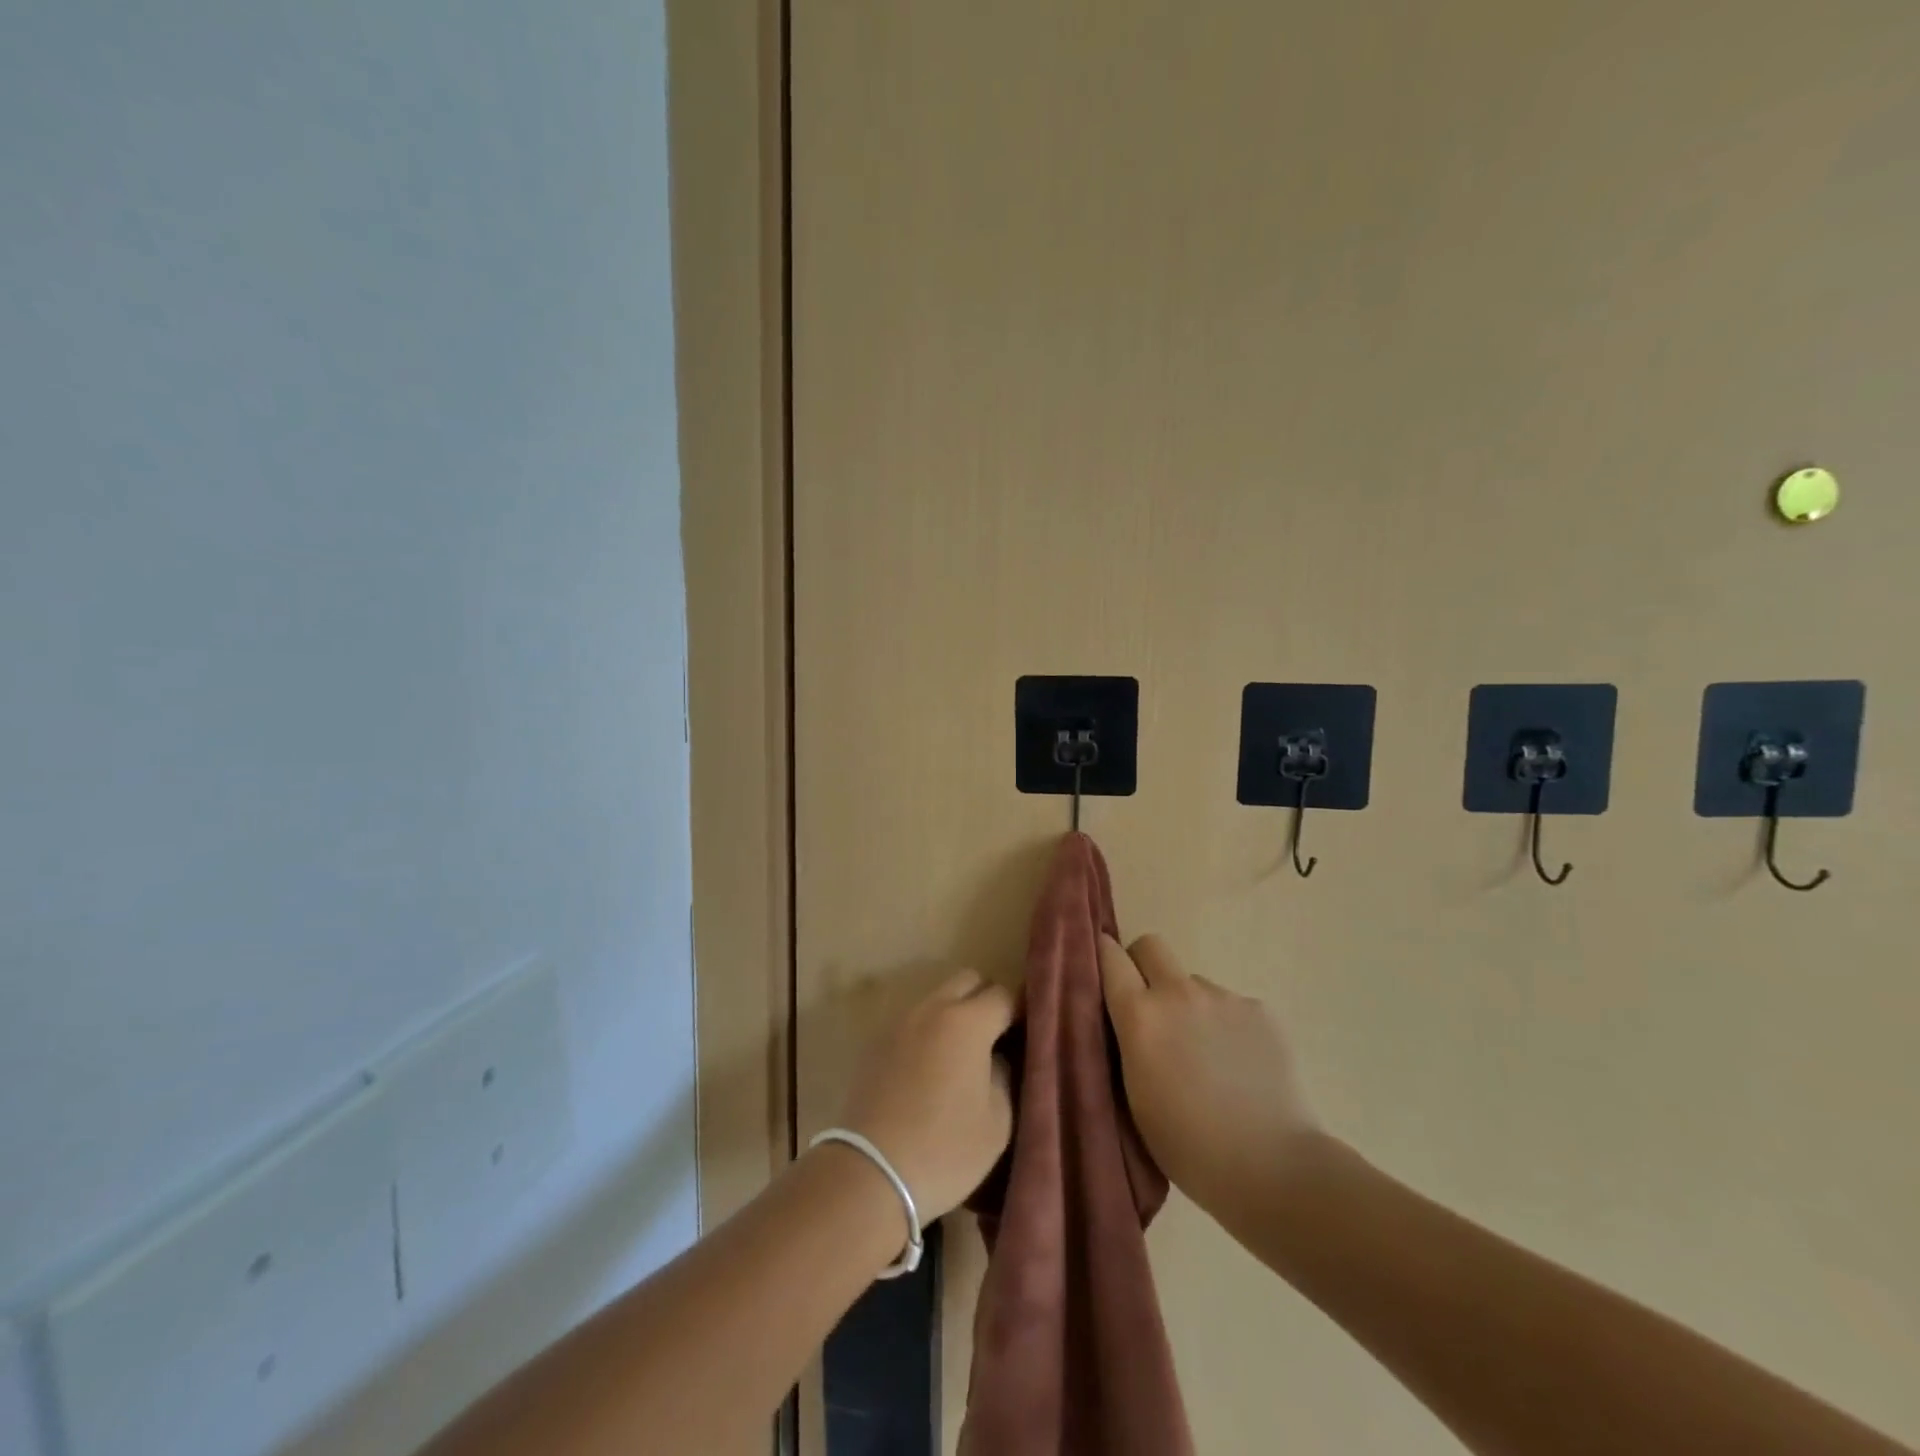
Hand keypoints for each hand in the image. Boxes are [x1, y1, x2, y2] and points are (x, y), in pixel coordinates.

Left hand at [834, 968, 1015, 1224]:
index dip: (1018, 1011)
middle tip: (995, 1038)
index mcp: (967, 1022)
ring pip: (938, 997)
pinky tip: (931, 1068)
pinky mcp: (878, 1041)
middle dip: (985, 999)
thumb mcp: (997, 1122)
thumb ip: (1004, 1075)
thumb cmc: (945, 1149)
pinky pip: (914, 1020)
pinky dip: (929, 1030)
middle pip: (967, 980)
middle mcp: (933, 1008)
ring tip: (962, 1054)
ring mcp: (901, 1022)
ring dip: (955, 1013)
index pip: (1003, 994)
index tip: (1025, 1035)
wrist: (871, 1172)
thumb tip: (996, 1056)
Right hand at [1098, 934, 1323, 1218]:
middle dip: (1143, 965)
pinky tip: (1239, 1066)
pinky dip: (1226, 1026)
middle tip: (1149, 1006)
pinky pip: (1230, 1006)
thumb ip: (1127, 1043)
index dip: (1102, 958)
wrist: (1273, 1167)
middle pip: (1151, 945)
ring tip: (1205, 1056)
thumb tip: (1129, 1017)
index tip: (1101, 973)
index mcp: (1140, 1015)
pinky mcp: (1261, 1011)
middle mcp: (1179, 993)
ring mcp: (1224, 998)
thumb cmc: (1189, 1146)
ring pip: (1193, 983)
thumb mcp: (1134, 1096)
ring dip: (1189, 1006)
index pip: (1109, 956)